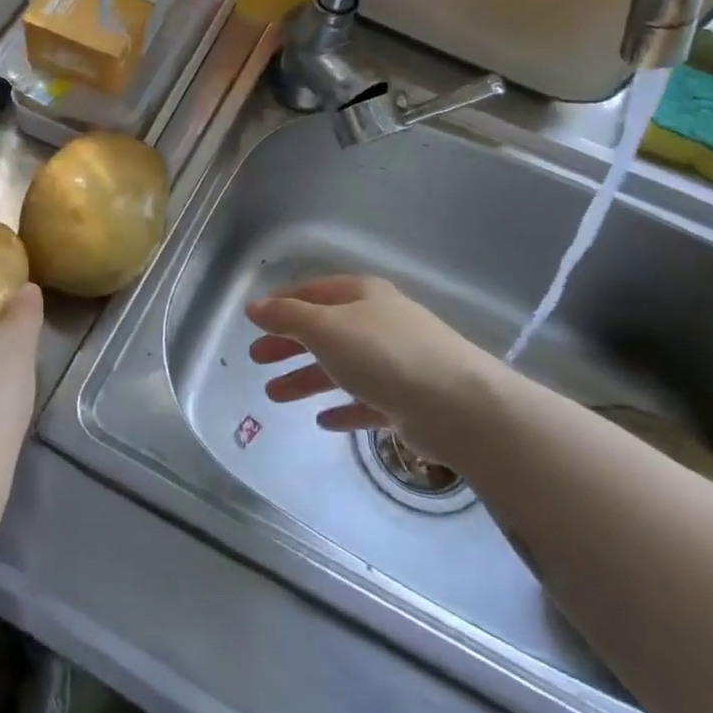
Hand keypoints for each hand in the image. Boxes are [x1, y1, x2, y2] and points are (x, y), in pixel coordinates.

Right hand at [246, 276, 504, 458]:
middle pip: (325, 330)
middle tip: (256, 359)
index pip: (313, 291)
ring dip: (307, 379)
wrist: (457, 405)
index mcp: (363, 295)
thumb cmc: (383, 354)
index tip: (254, 320)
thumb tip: (255, 308)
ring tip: (275, 396)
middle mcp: (380, 323)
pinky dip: (343, 408)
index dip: (282, 303)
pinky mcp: (409, 400)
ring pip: (342, 367)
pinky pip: (367, 401)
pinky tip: (322, 421)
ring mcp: (397, 362)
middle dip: (289, 344)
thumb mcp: (325, 327)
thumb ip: (287, 317)